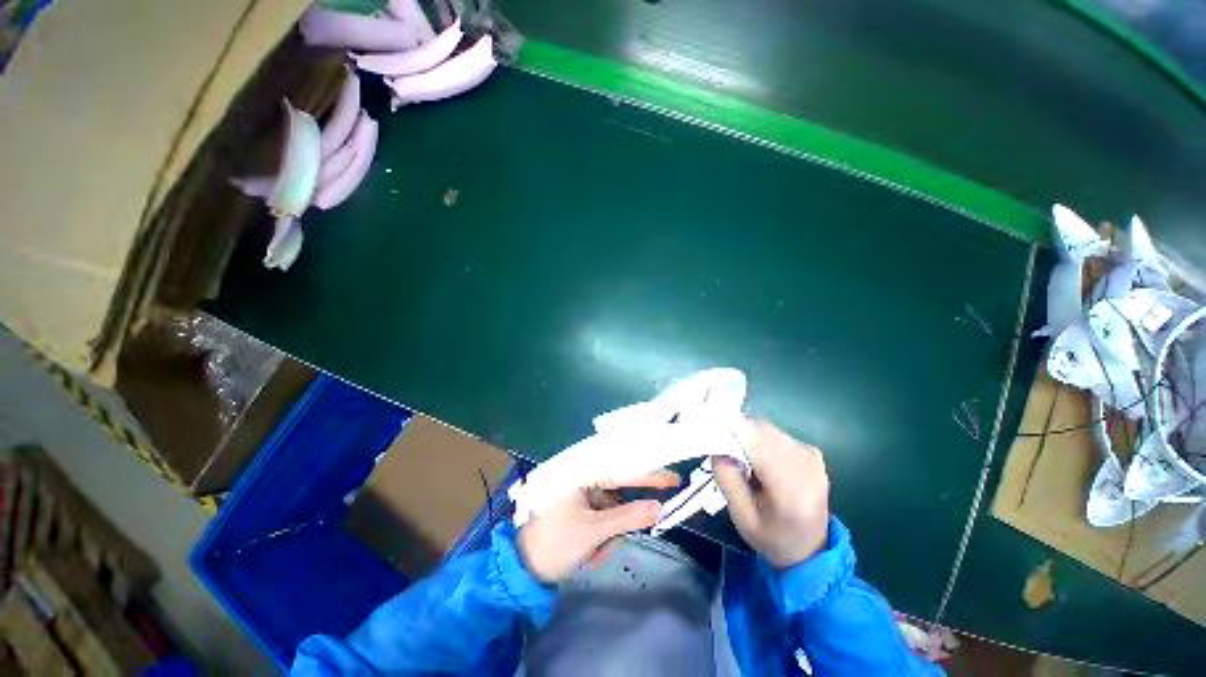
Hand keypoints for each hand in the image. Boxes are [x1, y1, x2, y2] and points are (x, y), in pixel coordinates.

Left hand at [516, 470, 680, 582]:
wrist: (522, 570)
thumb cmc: (555, 544)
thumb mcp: (593, 532)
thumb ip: (628, 518)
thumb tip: (659, 508)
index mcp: (579, 471)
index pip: (621, 469)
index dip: (649, 475)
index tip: (673, 479)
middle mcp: (580, 475)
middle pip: (617, 489)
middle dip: (623, 517)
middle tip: (630, 530)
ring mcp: (579, 491)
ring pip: (612, 506)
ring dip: (612, 531)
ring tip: (595, 554)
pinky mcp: (578, 505)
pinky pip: (602, 515)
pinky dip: (603, 534)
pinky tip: (592, 553)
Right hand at [713, 420, 829, 568]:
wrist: (811, 550)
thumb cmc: (771, 537)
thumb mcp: (741, 517)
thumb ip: (727, 480)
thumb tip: (717, 446)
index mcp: (790, 490)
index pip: (757, 444)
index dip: (732, 432)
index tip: (712, 433)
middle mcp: (806, 467)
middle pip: (762, 431)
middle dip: (738, 434)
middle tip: (725, 451)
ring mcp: (812, 458)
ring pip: (768, 429)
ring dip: (750, 437)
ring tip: (745, 460)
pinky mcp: (813, 453)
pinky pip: (778, 434)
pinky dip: (762, 440)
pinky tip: (761, 461)